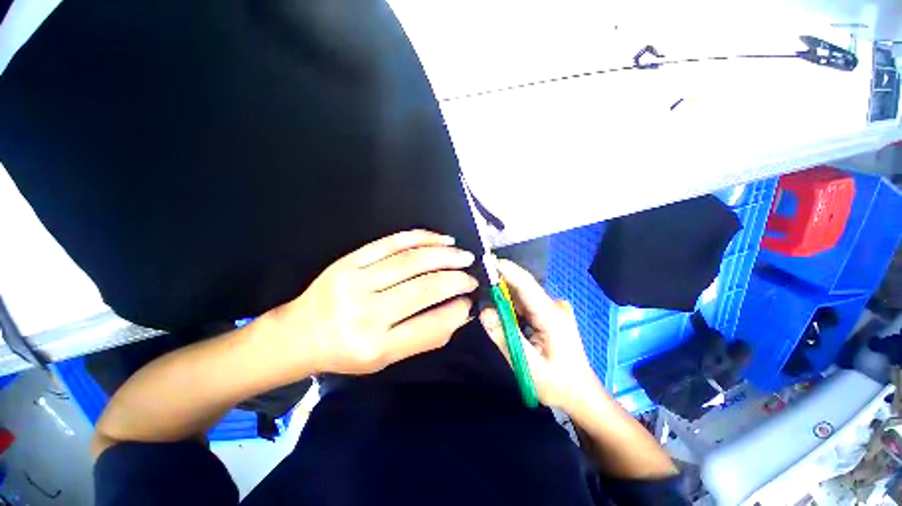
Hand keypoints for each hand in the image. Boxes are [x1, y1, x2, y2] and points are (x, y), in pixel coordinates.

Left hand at [267, 230, 477, 374]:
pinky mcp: (349, 260)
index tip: (470, 301)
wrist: (300, 333)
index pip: (430, 325)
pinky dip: (421, 237)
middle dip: (456, 280)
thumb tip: (460, 312)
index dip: (457, 311)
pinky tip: (440, 239)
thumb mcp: (386, 358)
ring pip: (411, 261)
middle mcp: (366, 314)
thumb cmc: (346, 351)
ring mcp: (355, 282)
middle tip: (472, 277)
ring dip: (444, 255)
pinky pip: (391, 243)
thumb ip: (424, 337)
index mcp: (376, 346)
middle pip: (424, 288)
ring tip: (463, 255)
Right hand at [479, 259, 598, 408]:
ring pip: (523, 296)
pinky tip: (502, 313)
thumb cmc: (558, 384)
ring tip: (487, 298)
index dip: (506, 270)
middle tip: (478, 282)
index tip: (487, 261)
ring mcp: (553, 309)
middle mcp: (554, 305)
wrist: (581, 394)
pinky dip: (512, 306)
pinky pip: (526, 304)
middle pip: (522, 288)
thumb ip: (504, 336)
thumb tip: (484, 311)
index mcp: (551, 315)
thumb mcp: (527, 365)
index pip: (526, 284)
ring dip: (504, 296)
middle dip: (500, 284)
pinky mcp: (550, 314)